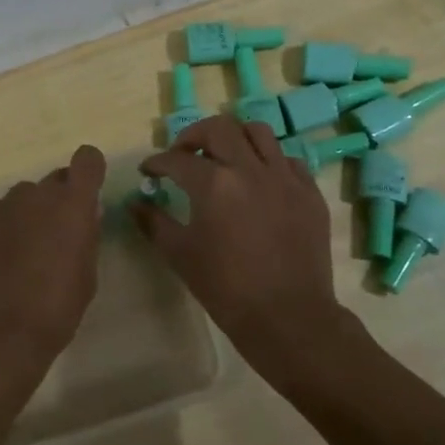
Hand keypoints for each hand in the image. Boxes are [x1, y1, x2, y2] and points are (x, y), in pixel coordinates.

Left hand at [0, 144, 107, 392]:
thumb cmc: (55, 309)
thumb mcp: (87, 276)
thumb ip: (87, 237)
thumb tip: (86, 214)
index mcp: (73, 205)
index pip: (87, 160)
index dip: (89, 171)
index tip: (87, 193)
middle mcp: (37, 194)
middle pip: (54, 181)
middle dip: (58, 201)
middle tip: (54, 237)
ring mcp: (2, 205)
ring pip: (22, 199)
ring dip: (27, 215)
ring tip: (20, 254)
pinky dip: (0, 228)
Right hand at [133, 116, 344, 389]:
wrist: (287, 317)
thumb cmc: (226, 288)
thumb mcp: (179, 254)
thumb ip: (153, 222)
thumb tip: (135, 203)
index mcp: (213, 183)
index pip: (176, 159)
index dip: (157, 162)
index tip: (149, 171)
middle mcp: (250, 169)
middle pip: (219, 128)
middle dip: (193, 136)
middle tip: (183, 155)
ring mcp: (285, 177)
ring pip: (258, 132)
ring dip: (234, 138)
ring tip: (224, 157)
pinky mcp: (309, 192)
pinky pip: (288, 160)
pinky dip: (268, 161)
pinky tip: (259, 181)